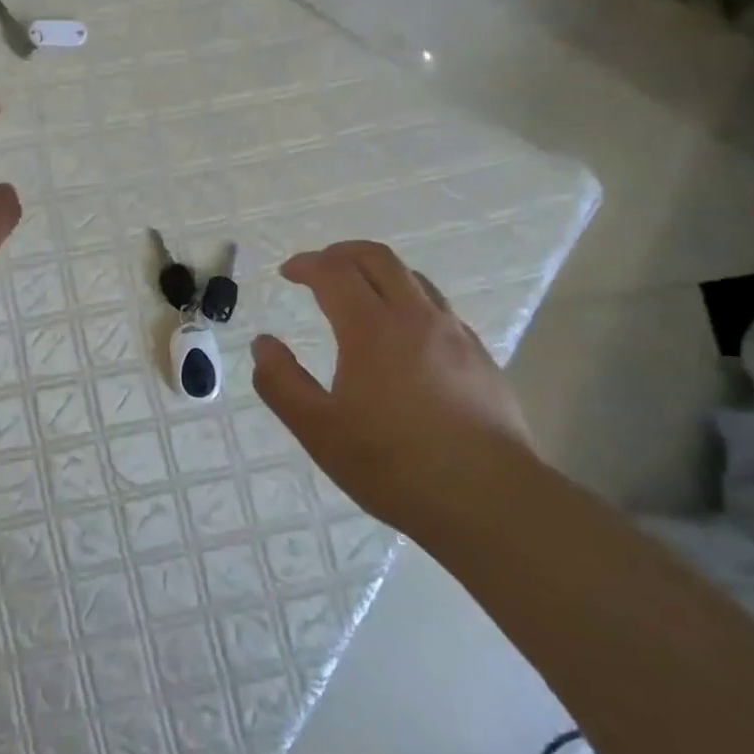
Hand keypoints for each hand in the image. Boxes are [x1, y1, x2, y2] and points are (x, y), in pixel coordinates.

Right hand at [251, 241, 529, 527]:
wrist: (490, 500)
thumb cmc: (394, 464)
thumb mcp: (318, 430)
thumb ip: (281, 382)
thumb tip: (263, 344)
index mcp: (371, 328)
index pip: (334, 272)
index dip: (307, 264)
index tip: (288, 272)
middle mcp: (415, 317)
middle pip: (377, 258)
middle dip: (341, 253)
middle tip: (318, 268)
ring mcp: (454, 334)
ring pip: (413, 278)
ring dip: (378, 272)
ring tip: (358, 293)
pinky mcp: (480, 357)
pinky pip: (438, 308)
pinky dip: (408, 300)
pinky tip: (403, 336)